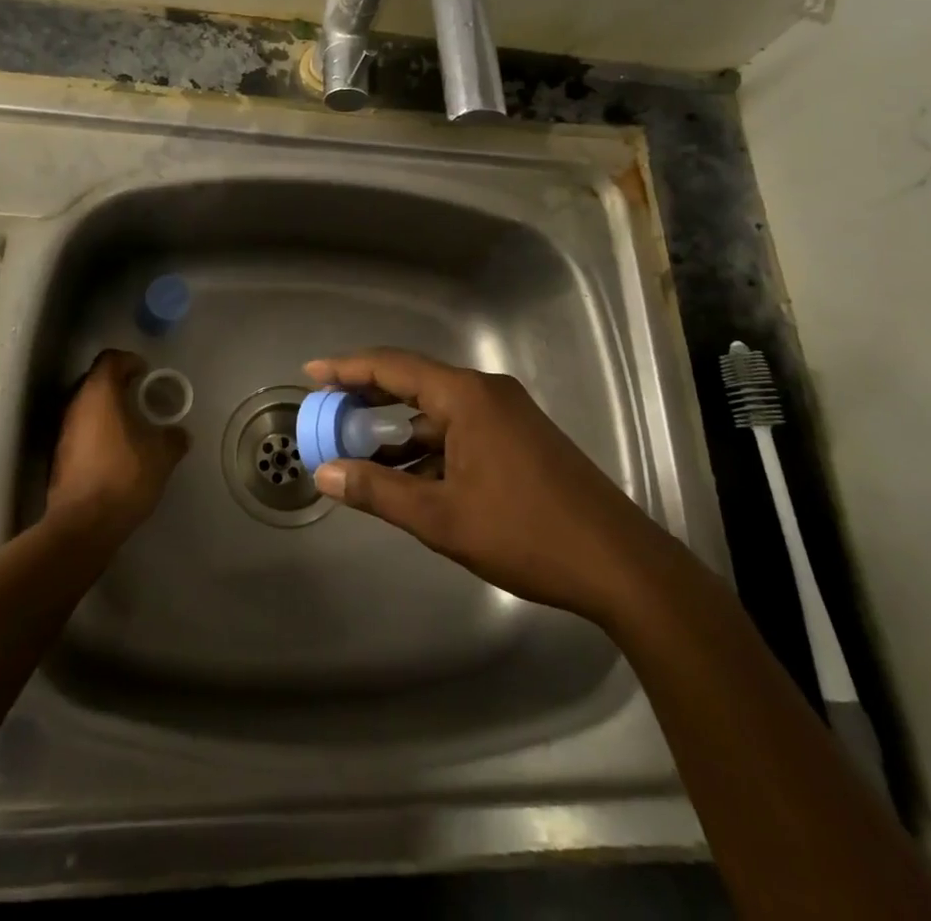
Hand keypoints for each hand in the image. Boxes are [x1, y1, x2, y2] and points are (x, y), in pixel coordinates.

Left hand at [47, 349, 188, 540]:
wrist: (83, 524)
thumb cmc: (125, 476)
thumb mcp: (162, 455)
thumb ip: (173, 438)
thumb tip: (179, 434)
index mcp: (100, 393)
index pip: (111, 359)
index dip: (130, 361)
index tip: (146, 374)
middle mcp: (75, 404)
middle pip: (95, 380)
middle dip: (118, 385)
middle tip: (141, 398)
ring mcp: (62, 430)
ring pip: (85, 406)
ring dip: (106, 410)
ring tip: (130, 426)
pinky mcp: (58, 455)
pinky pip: (80, 430)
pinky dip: (97, 431)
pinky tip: (115, 450)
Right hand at [305, 348, 670, 619]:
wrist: (619, 564)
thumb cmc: (525, 533)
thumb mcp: (441, 518)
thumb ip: (378, 491)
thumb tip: (325, 473)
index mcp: (467, 396)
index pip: (394, 367)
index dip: (347, 368)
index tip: (312, 373)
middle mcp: (487, 393)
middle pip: (415, 382)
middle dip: (369, 396)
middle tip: (328, 409)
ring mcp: (508, 415)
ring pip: (439, 412)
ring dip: (400, 431)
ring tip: (359, 453)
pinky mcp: (521, 439)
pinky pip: (461, 430)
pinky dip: (430, 448)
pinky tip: (410, 478)